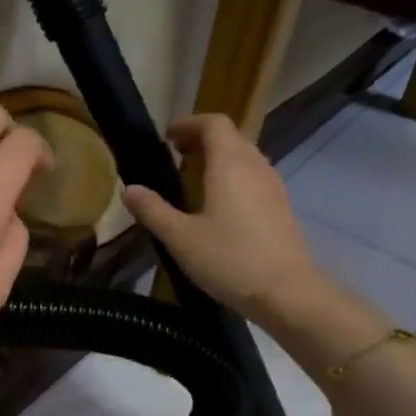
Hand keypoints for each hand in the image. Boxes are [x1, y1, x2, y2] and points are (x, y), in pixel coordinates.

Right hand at [125, 113, 331, 325]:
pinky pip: (253, 177)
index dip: (189, 124)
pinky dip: (232, 177)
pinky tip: (218, 206)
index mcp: (229, 164)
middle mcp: (255, 166)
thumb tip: (129, 189)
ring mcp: (272, 186)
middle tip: (175, 156)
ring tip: (193, 179)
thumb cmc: (229, 259)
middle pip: (230, 137)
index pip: (213, 123)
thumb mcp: (180, 237)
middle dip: (201, 140)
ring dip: (218, 158)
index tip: (166, 138)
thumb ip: (153, 210)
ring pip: (244, 157)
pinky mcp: (280, 207)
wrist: (286, 292)